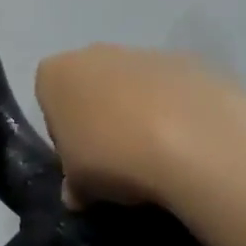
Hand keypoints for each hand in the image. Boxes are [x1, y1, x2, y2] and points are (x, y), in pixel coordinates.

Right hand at [34, 44, 245, 218]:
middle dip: (103, 118)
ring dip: (143, 115)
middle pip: (92, 87)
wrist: (195, 139)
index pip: (50, 101)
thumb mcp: (79, 185)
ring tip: (162, 159)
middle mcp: (95, 53)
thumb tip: (77, 192)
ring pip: (135, 87)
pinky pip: (174, 91)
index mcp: (56, 73)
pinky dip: (179, 113)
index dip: (65, 134)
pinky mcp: (189, 61)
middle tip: (119, 162)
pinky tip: (192, 147)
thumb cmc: (114, 156)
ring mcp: (144, 52)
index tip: (82, 162)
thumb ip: (73, 184)